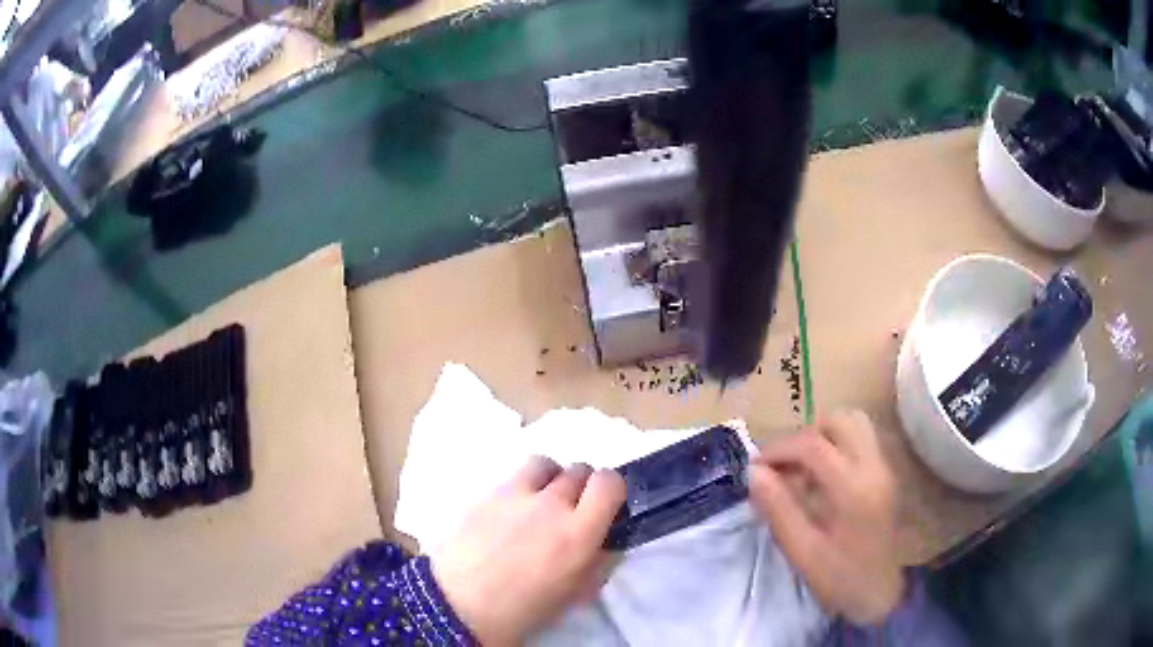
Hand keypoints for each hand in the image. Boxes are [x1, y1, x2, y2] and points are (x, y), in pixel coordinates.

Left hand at [430, 456, 625, 645]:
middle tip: (572, 510)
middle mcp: (550, 505)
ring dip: (551, 479)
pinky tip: (510, 512)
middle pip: (578, 470)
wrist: (461, 606)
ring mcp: (514, 495)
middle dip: (582, 487)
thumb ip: (599, 561)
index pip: (609, 482)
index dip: (611, 490)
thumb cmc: (525, 609)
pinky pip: (512, 477)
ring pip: (545, 464)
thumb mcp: (576, 594)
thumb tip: (605, 541)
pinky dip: (520, 488)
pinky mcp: (486, 494)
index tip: (605, 505)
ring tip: (541, 501)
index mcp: (578, 533)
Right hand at [748, 411, 904, 624]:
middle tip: (783, 466)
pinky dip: (837, 445)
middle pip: (839, 420)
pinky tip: (823, 478)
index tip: (756, 467)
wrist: (879, 592)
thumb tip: (754, 472)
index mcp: (853, 488)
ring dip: (824, 436)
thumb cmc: (838, 577)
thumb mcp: (802, 551)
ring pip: (854, 423)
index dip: (779, 448)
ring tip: (803, 468)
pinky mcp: (885, 473)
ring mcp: (883, 467)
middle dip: (804, 436)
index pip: (813, 444)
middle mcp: (873, 467)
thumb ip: (778, 509)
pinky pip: (861, 439)